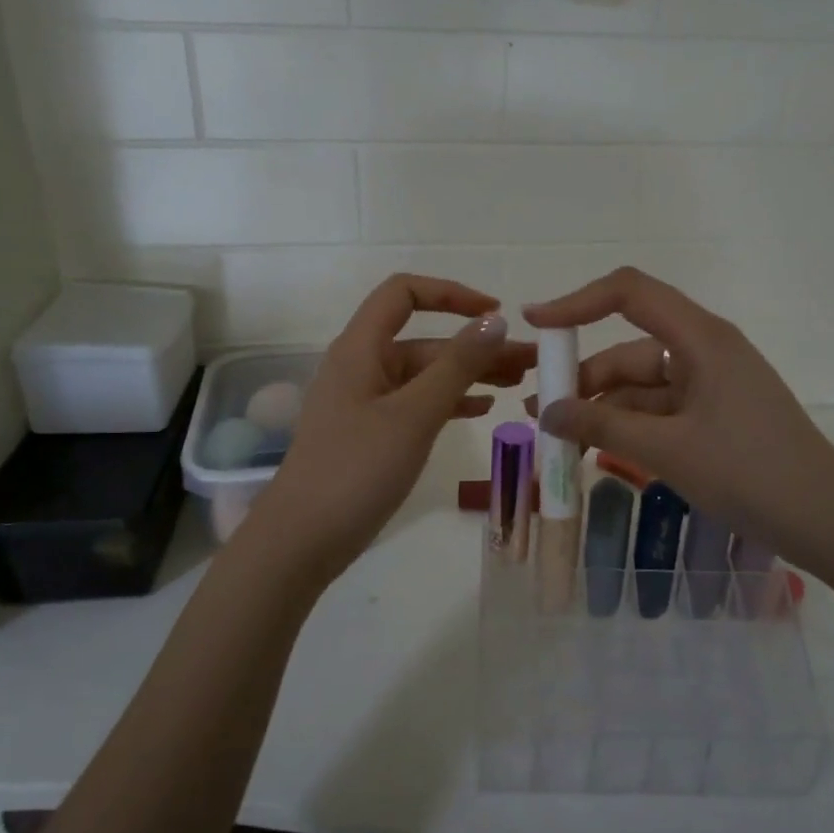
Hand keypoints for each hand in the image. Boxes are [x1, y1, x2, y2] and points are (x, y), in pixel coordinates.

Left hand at [246, 275, 534, 582]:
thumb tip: (495, 321)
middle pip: (424, 339)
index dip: (452, 294)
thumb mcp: (414, 414)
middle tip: (530, 362)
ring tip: (518, 384)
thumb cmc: (357, 469)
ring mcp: (366, 402)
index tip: (497, 315)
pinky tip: (482, 409)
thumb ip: (457, 365)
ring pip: (425, 375)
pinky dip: (449, 402)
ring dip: (469, 375)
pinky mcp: (372, 433)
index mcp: (361, 348)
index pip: (404, 293)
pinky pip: (417, 404)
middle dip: (476, 345)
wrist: (303, 540)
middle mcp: (362, 366)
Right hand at [524, 267, 833, 561]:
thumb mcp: (667, 449)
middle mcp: (705, 351)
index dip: (577, 302)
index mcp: (701, 339)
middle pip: (630, 348)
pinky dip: (628, 426)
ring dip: (602, 407)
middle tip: (540, 410)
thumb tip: (548, 413)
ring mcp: (711, 385)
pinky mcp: (715, 416)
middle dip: (584, 376)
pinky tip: (598, 450)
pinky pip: (660, 410)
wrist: (827, 521)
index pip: (629, 294)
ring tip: (561, 439)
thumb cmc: (749, 473)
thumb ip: (602, 425)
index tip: (535, 324)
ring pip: (642, 384)